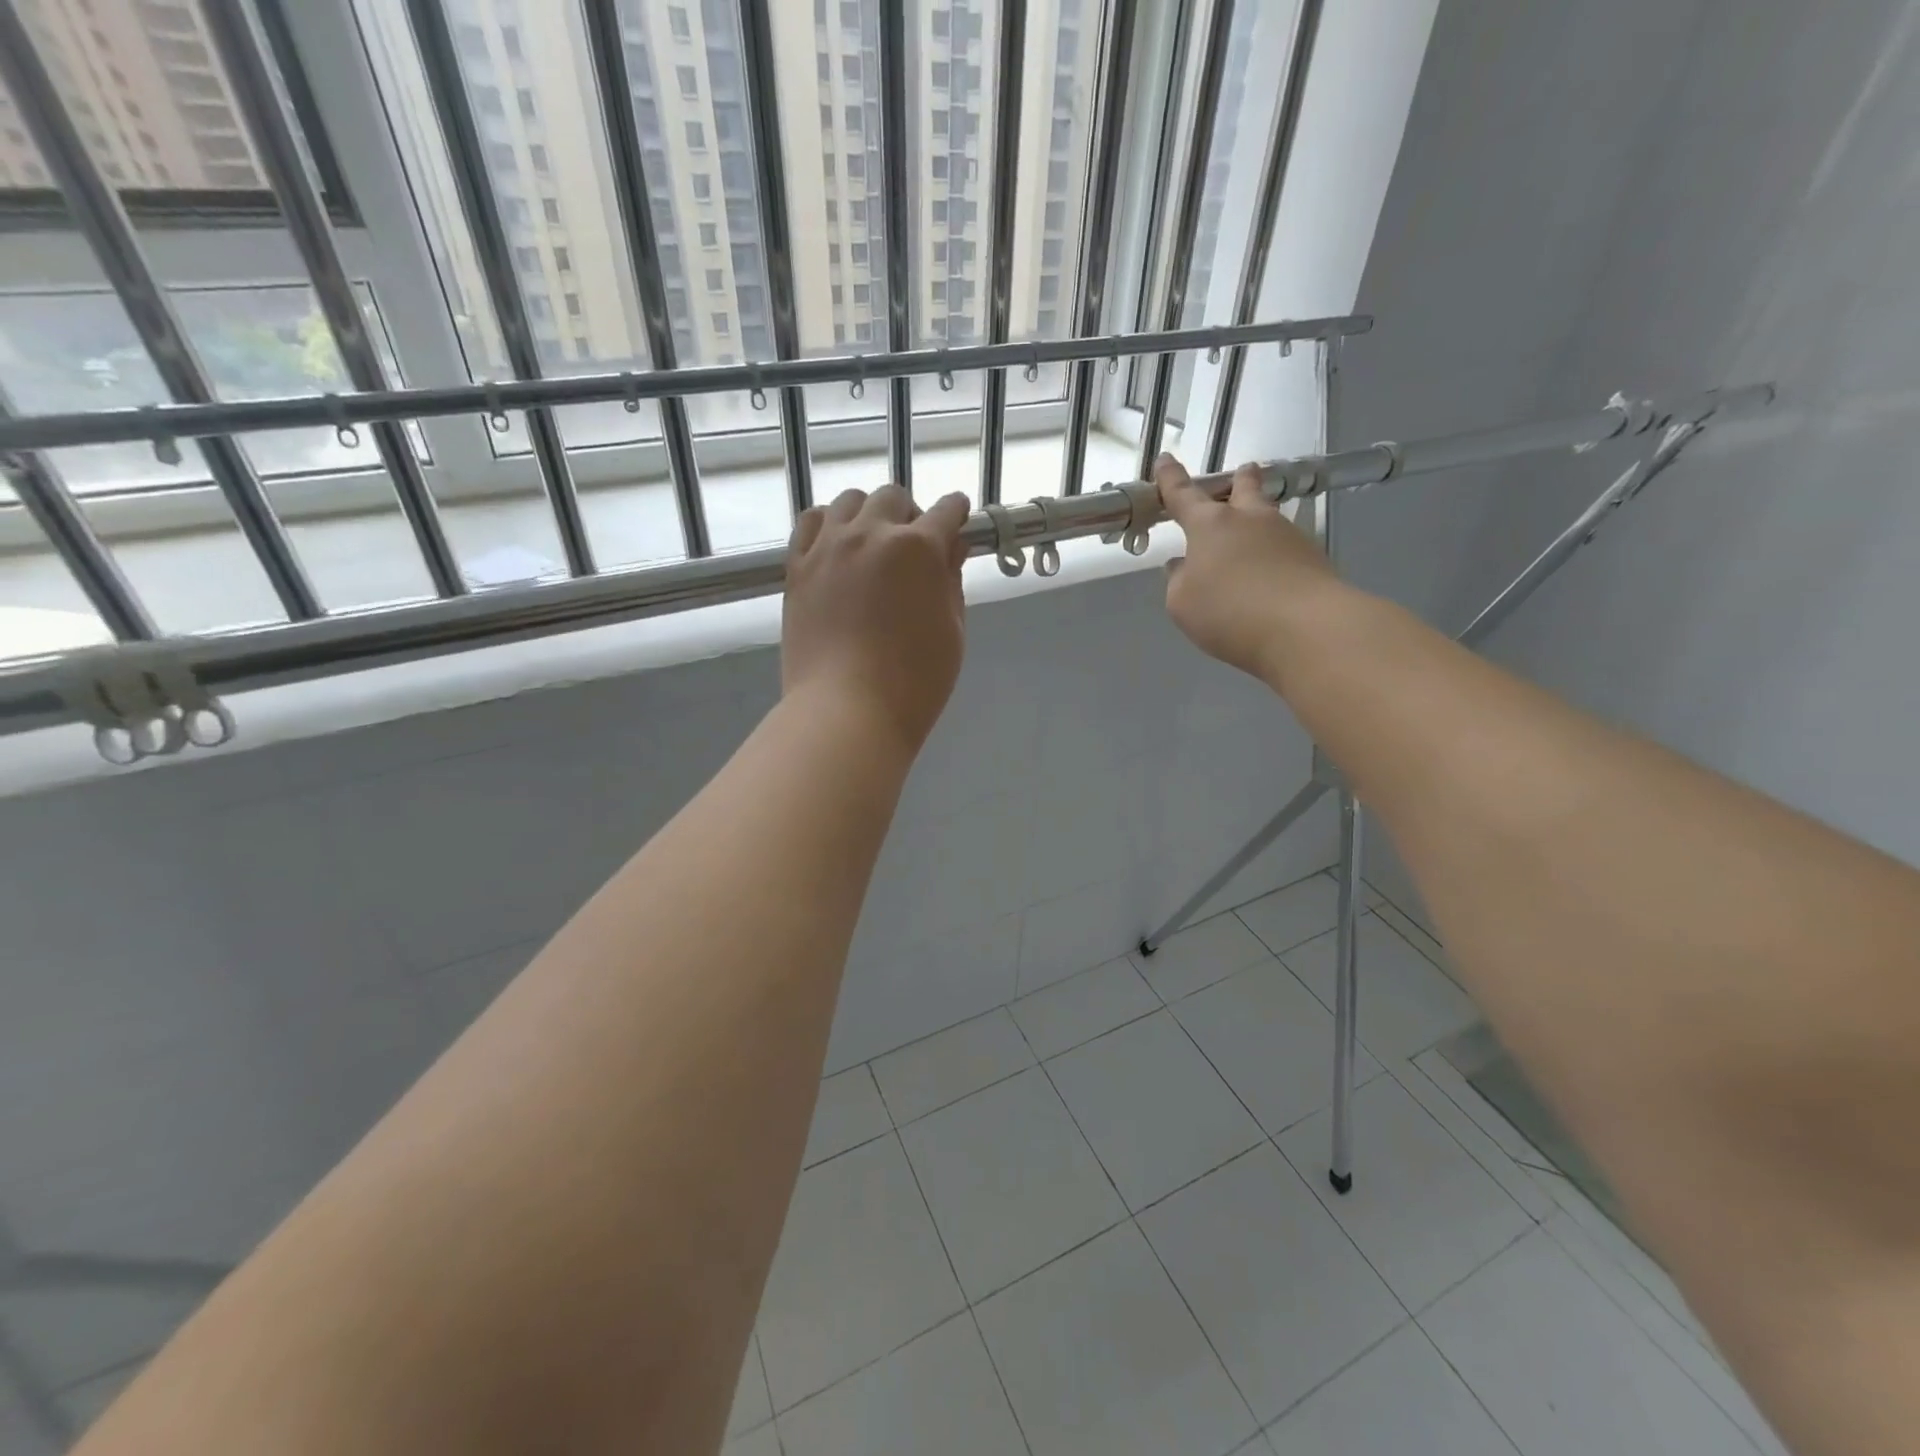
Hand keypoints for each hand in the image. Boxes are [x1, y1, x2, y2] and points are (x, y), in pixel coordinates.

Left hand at [783, 485, 970, 752]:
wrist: (847, 711)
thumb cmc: (915, 682)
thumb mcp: (952, 632)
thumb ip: (952, 581)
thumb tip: (951, 548)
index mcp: (919, 548)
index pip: (946, 511)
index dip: (956, 515)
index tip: (957, 524)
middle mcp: (872, 533)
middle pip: (893, 498)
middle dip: (909, 515)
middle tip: (912, 548)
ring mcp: (828, 547)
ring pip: (849, 501)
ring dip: (867, 515)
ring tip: (871, 544)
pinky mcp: (797, 566)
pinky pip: (809, 523)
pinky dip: (826, 525)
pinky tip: (835, 546)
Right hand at [1156, 453, 1340, 682]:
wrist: (1305, 628)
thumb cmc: (1229, 612)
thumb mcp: (1183, 603)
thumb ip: (1179, 580)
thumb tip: (1183, 565)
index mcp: (1210, 525)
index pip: (1183, 494)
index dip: (1170, 479)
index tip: (1165, 460)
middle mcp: (1249, 520)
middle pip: (1244, 488)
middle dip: (1239, 480)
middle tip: (1240, 475)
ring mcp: (1285, 535)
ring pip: (1267, 516)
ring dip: (1257, 519)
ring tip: (1249, 538)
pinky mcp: (1311, 558)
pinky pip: (1283, 547)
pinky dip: (1272, 554)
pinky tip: (1267, 575)